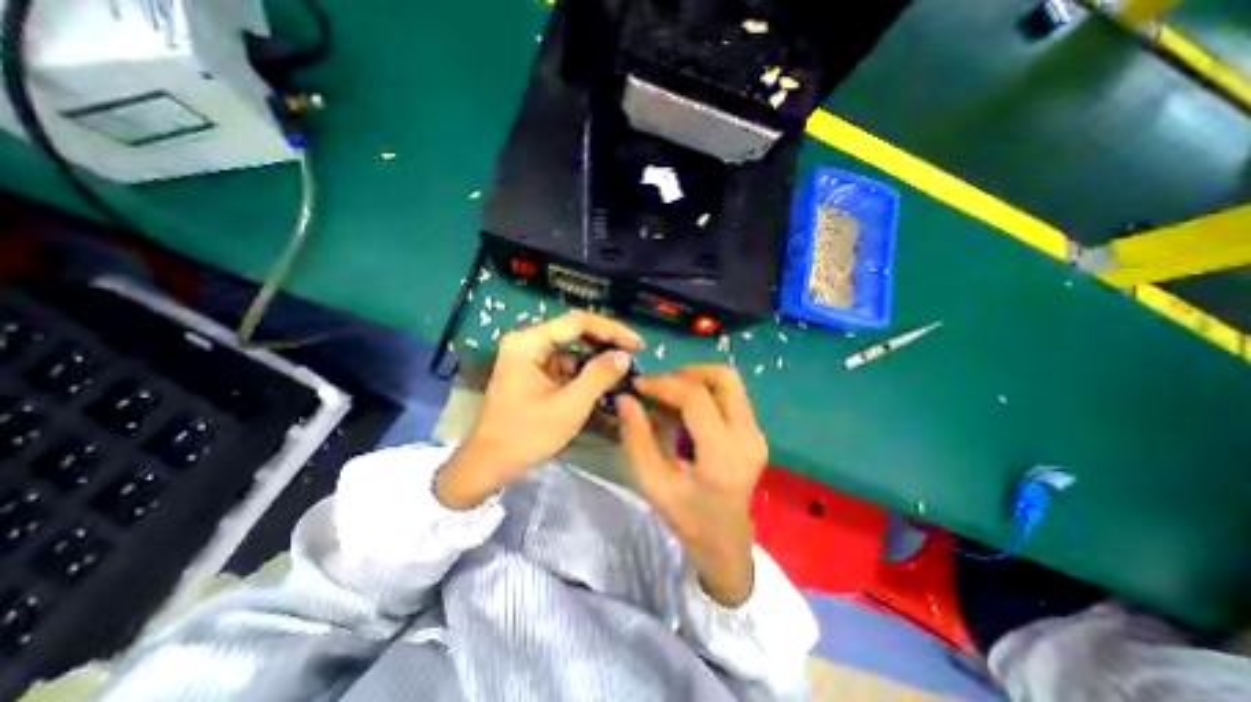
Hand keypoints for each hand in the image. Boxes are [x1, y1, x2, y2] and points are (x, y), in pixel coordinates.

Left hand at [437, 313, 644, 508]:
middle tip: (633, 351)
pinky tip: (602, 377)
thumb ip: (599, 376)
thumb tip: (624, 355)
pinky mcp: (532, 371)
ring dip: (596, 353)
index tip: (637, 344)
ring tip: (622, 364)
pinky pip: (564, 361)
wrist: (490, 463)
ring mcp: (528, 356)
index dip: (612, 329)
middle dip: (605, 340)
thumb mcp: (570, 406)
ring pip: (570, 345)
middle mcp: (526, 341)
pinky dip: (584, 367)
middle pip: (573, 330)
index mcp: (528, 342)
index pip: (577, 322)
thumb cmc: (527, 434)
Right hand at [618, 365, 768, 605]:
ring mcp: (756, 432)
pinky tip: (683, 408)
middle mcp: (748, 436)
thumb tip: (625, 398)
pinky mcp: (755, 432)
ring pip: (729, 383)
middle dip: (687, 372)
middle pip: (724, 378)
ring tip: (668, 395)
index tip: (639, 385)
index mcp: (723, 454)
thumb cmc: (687, 517)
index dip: (664, 384)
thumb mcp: (653, 483)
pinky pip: (730, 396)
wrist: (726, 541)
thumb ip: (636, 438)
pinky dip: (704, 392)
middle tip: (659, 386)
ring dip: (696, 380)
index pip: (696, 398)